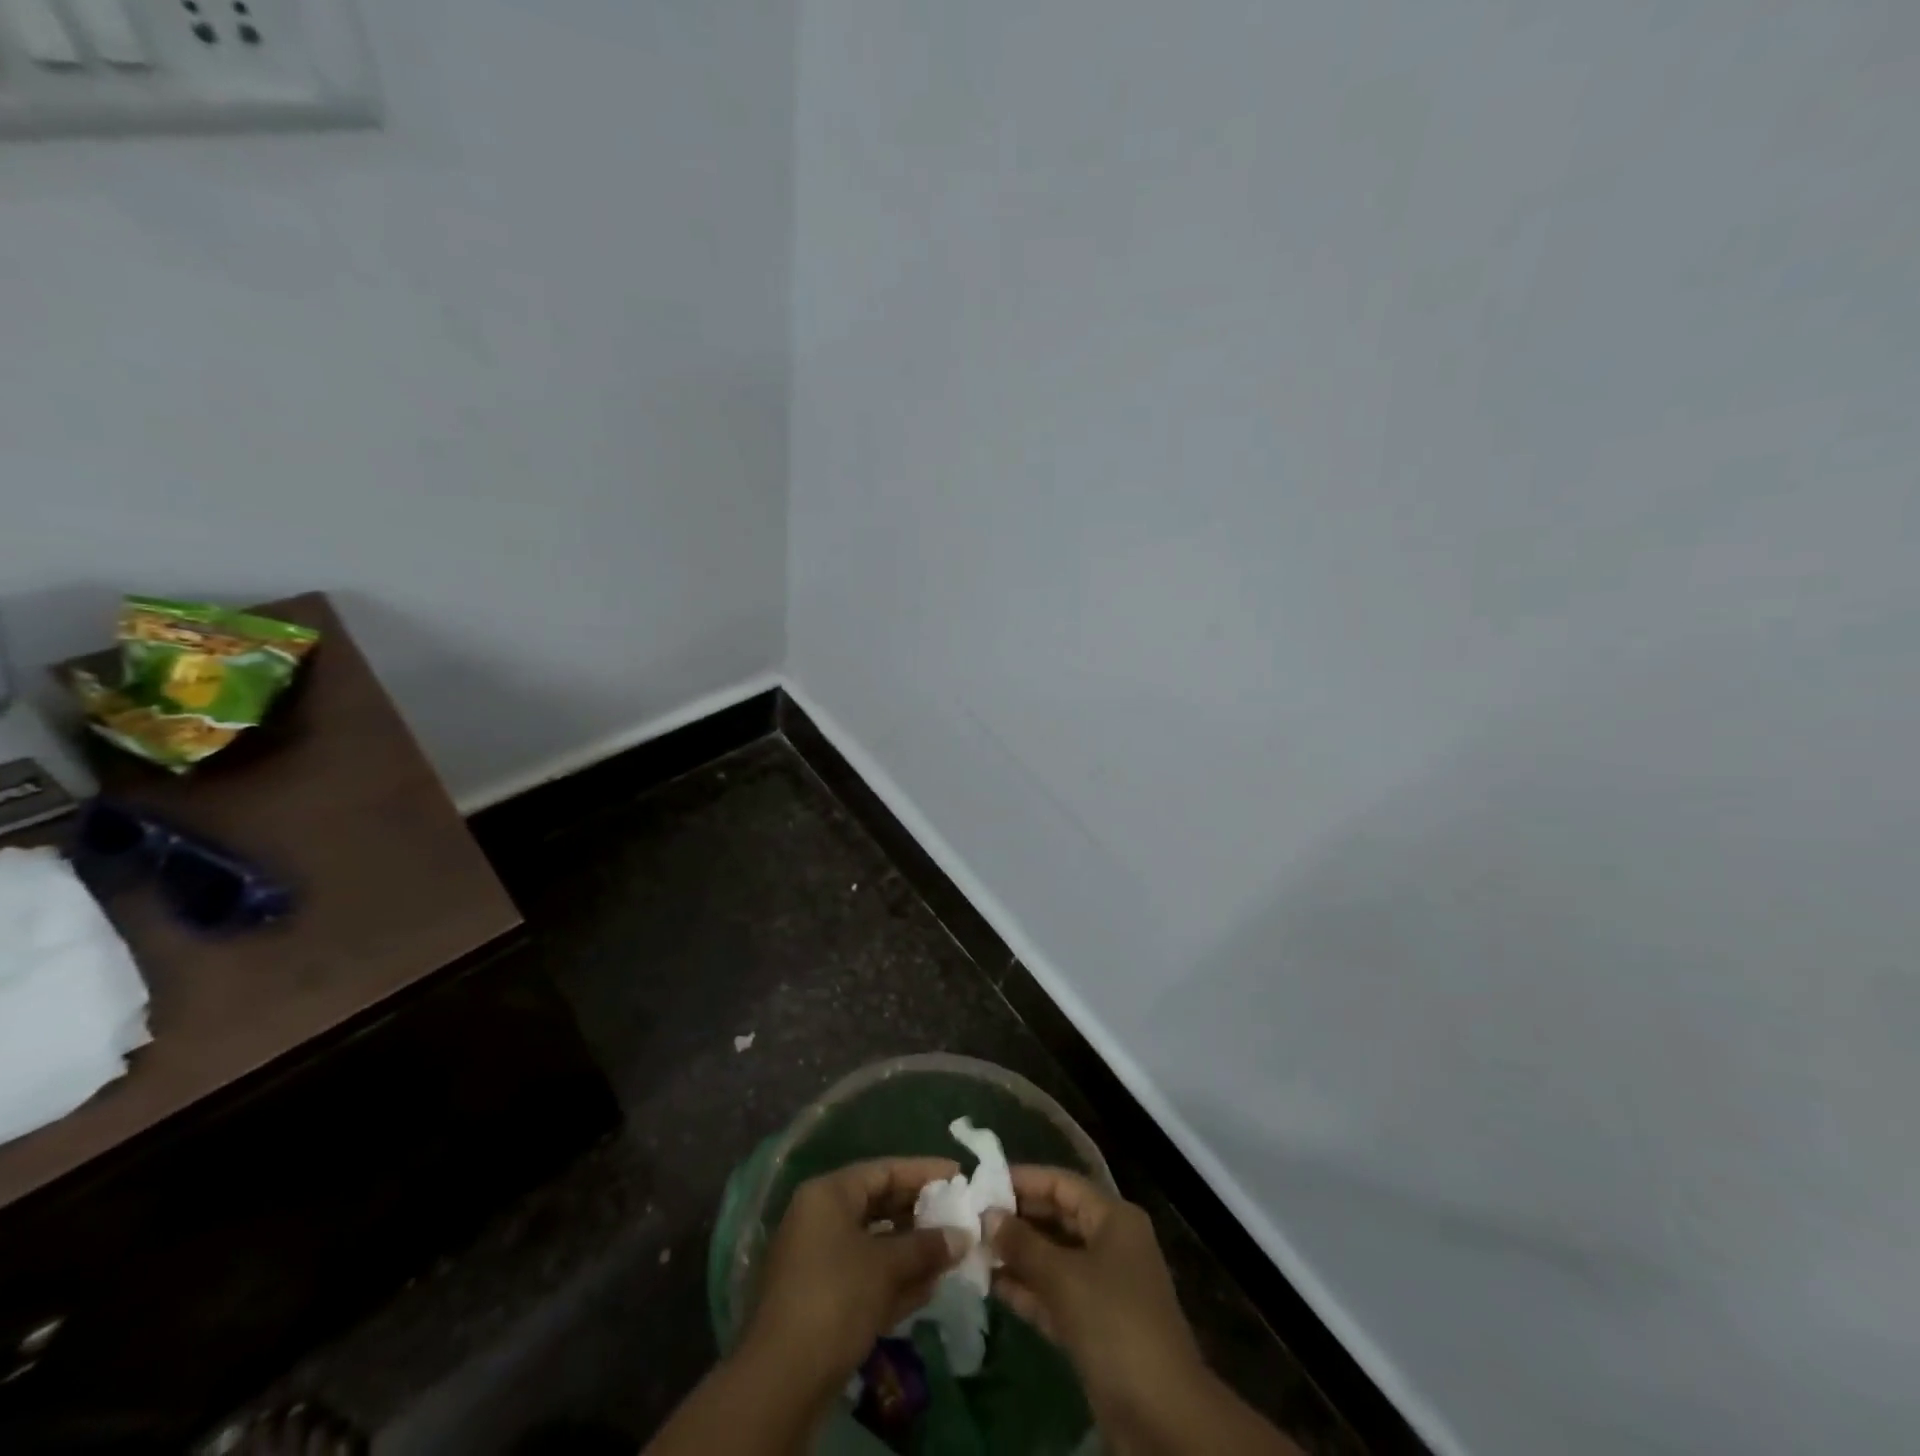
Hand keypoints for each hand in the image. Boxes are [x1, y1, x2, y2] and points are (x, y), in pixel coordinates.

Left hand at [743, 1158, 968, 1397]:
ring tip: (951, 1254)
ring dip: (912, 1250)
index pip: (884, 1170)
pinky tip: (928, 1288)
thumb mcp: (886, 1266)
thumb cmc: (836, 1298)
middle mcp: (820, 1218)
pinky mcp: (822, 1299)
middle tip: (958, 1217)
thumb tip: (963, 1236)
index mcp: (829, 1194)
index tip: (958, 1175)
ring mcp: (818, 1260)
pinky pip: (866, 1275)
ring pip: (874, 1243)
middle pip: (879, 1205)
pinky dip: (895, 1278)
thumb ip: (926, 1247)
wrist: (782, 1380)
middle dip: (919, 1214)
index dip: (924, 1172)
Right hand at [986, 1166, 1202, 1411]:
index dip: (1024, 1180)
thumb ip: (1023, 1244)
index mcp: (1113, 1218)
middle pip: (1057, 1217)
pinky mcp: (1094, 1324)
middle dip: (1017, 1218)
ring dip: (1017, 1255)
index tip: (983, 1183)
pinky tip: (992, 1285)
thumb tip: (988, 1215)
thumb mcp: (1064, 1278)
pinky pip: (1055, 1293)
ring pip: (1054, 1257)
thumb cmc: (1115, 1324)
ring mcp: (1103, 1285)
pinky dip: (1028, 1288)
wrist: (1162, 1416)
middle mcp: (1110, 1243)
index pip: (1062, 1184)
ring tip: (974, 1249)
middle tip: (973, 1218)